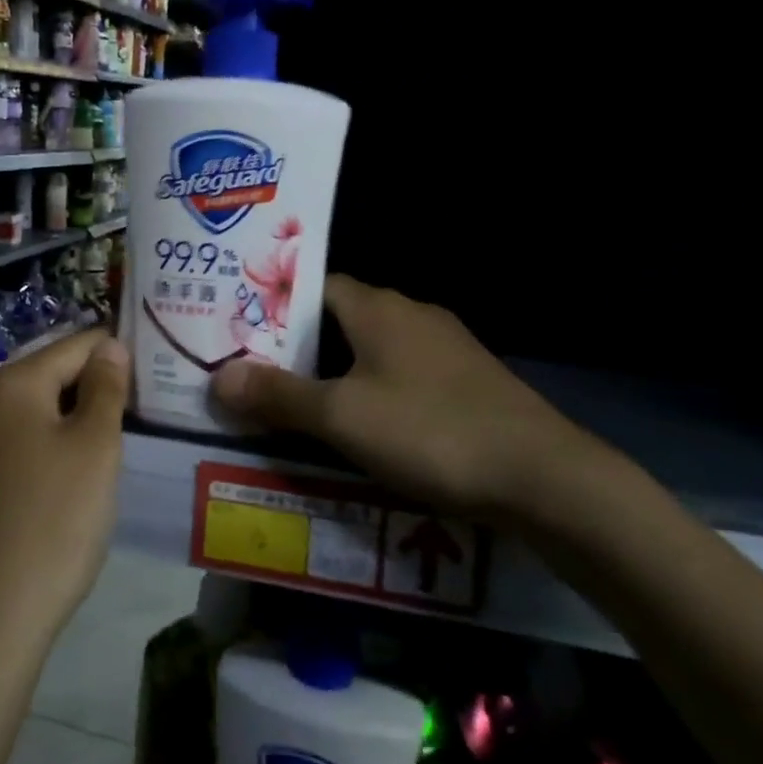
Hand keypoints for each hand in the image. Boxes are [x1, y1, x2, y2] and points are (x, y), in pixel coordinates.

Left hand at [0, 329, 129, 656]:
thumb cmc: (54, 519)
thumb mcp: (95, 445)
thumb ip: (106, 386)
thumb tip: (111, 345)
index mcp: (12, 382)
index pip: (79, 342)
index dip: (123, 353)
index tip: (162, 376)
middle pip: (57, 372)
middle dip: (102, 385)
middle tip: (149, 411)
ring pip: (44, 408)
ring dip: (83, 417)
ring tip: (126, 438)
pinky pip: (28, 439)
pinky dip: (59, 443)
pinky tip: (85, 470)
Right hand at [210, 275, 601, 520]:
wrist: (543, 477)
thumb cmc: (430, 432)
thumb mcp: (342, 417)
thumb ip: (279, 396)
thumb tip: (219, 377)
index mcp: (378, 308)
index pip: (314, 285)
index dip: (275, 305)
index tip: (240, 331)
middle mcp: (412, 314)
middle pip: (340, 318)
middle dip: (299, 344)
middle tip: (258, 372)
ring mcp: (445, 347)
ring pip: (372, 349)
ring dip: (337, 371)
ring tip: (300, 403)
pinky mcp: (467, 382)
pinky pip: (402, 375)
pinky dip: (373, 391)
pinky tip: (363, 426)